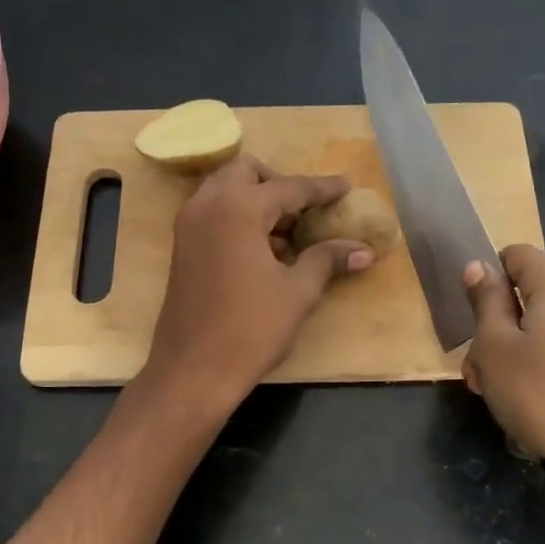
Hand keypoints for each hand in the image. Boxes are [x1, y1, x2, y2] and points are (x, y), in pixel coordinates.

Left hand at [144, 154, 372, 409]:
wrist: (193, 370)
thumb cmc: (251, 329)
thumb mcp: (297, 293)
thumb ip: (327, 260)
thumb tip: (363, 250)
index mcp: (238, 208)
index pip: (289, 187)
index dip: (321, 189)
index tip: (345, 187)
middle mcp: (208, 205)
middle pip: (247, 172)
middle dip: (279, 183)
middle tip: (305, 212)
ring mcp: (188, 225)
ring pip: (225, 189)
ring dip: (256, 199)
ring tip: (287, 234)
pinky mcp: (181, 247)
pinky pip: (212, 212)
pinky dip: (237, 216)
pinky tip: (262, 251)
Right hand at [461, 245, 544, 489]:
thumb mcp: (496, 348)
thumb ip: (485, 303)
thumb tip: (478, 266)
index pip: (517, 255)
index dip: (487, 276)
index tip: (471, 315)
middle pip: (532, 299)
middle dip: (497, 330)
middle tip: (477, 374)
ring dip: (516, 358)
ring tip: (501, 400)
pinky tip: (536, 412)